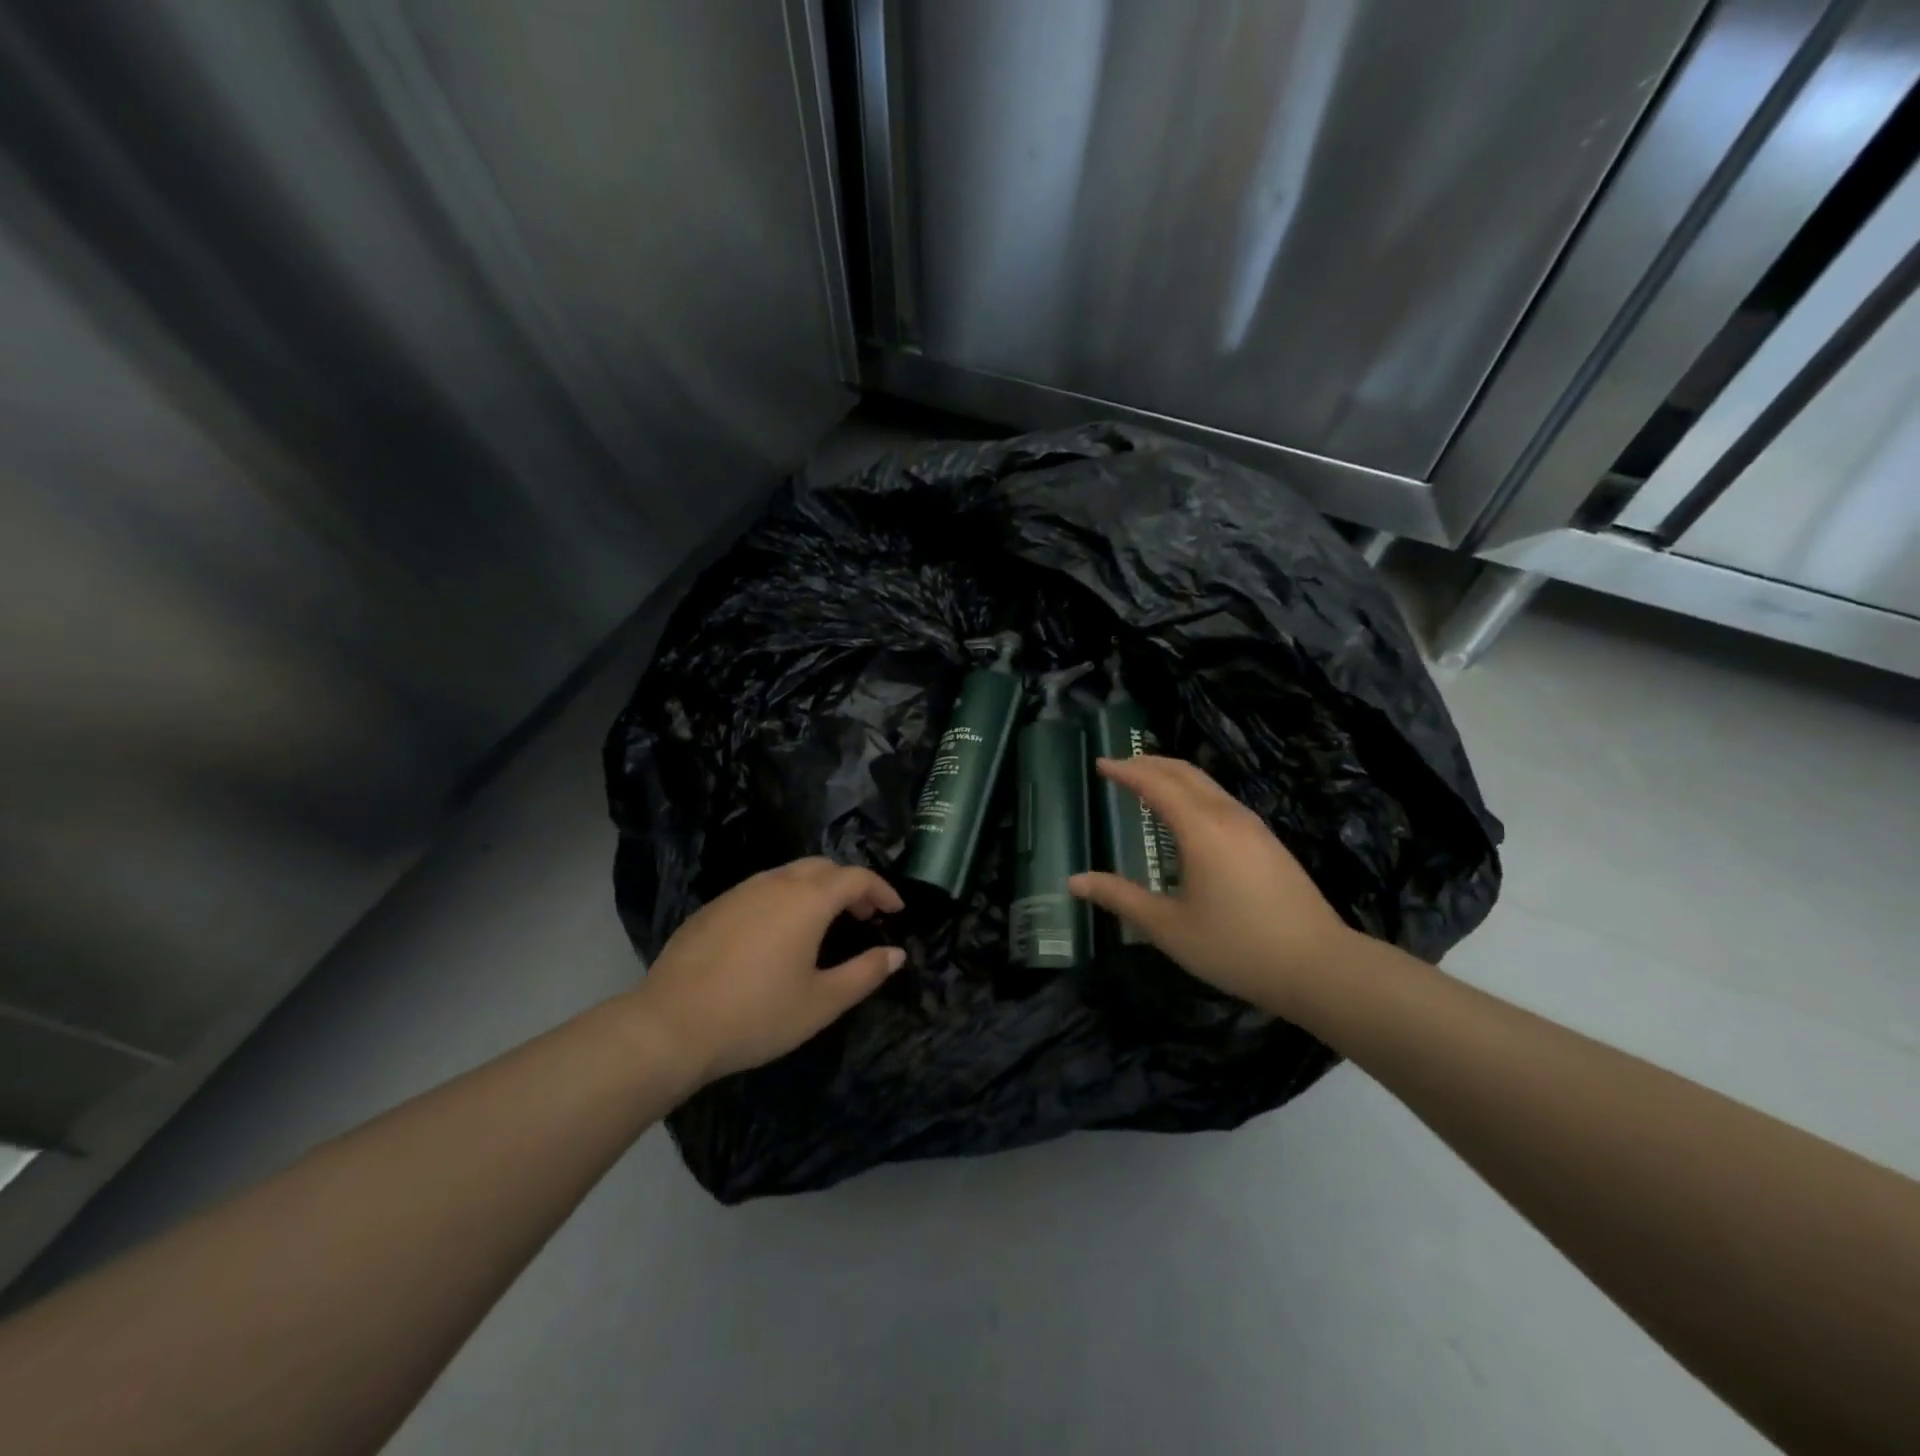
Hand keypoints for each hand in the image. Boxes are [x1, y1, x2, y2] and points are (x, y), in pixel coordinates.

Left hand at [624, 857, 905, 1088]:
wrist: (669, 1026)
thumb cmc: (756, 1015)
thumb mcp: (821, 1002)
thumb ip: (864, 973)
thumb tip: (896, 953)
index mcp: (808, 900)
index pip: (856, 877)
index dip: (882, 890)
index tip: (896, 910)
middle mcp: (775, 883)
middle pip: (823, 867)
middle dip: (849, 884)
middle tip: (862, 915)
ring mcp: (739, 892)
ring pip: (788, 874)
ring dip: (816, 889)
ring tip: (824, 923)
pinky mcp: (713, 907)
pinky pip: (760, 889)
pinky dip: (784, 898)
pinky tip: (777, 934)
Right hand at [1069, 756, 1356, 1015]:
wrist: (1319, 967)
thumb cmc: (1236, 947)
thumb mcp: (1168, 927)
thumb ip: (1120, 898)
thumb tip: (1074, 881)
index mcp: (1201, 829)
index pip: (1156, 783)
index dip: (1126, 771)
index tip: (1100, 764)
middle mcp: (1228, 816)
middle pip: (1185, 772)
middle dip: (1149, 763)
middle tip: (1119, 766)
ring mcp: (1253, 827)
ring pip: (1207, 784)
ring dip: (1174, 775)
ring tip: (1148, 784)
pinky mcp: (1268, 842)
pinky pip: (1222, 800)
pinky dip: (1193, 792)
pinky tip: (1187, 816)